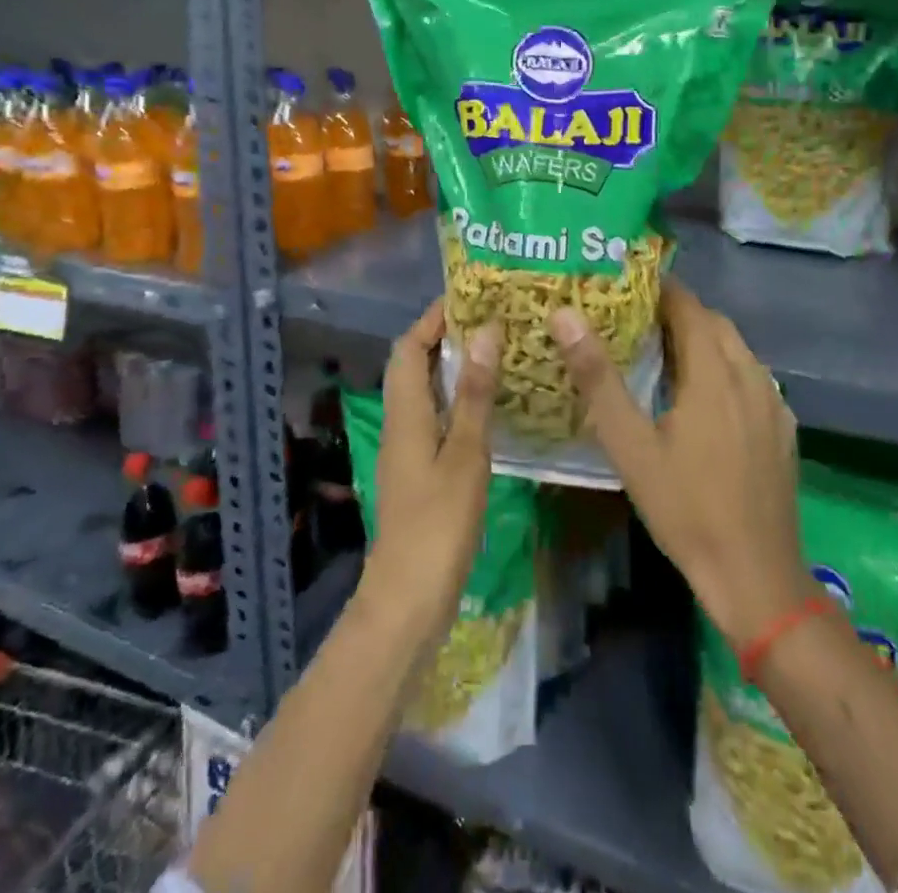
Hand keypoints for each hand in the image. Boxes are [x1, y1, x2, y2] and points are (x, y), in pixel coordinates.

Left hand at [360, 300, 499, 636]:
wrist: (409, 600)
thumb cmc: (438, 524)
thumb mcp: (466, 454)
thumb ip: (475, 394)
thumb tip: (486, 333)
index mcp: (404, 413)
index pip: (408, 347)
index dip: (432, 318)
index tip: (469, 297)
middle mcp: (400, 424)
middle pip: (413, 365)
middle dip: (446, 337)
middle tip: (492, 321)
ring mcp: (407, 450)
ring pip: (425, 392)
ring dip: (454, 368)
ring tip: (497, 352)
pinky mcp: (419, 472)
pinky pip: (435, 418)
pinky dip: (458, 400)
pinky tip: (491, 407)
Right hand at [550, 281, 811, 647]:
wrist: (756, 576)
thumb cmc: (686, 508)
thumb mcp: (631, 446)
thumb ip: (598, 379)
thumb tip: (566, 316)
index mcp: (715, 372)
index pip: (689, 306)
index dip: (660, 289)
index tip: (626, 284)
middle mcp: (752, 376)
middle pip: (716, 324)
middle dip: (679, 312)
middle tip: (636, 319)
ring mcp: (774, 404)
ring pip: (737, 351)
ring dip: (704, 340)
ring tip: (664, 353)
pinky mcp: (783, 430)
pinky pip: (752, 379)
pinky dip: (725, 369)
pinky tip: (704, 400)